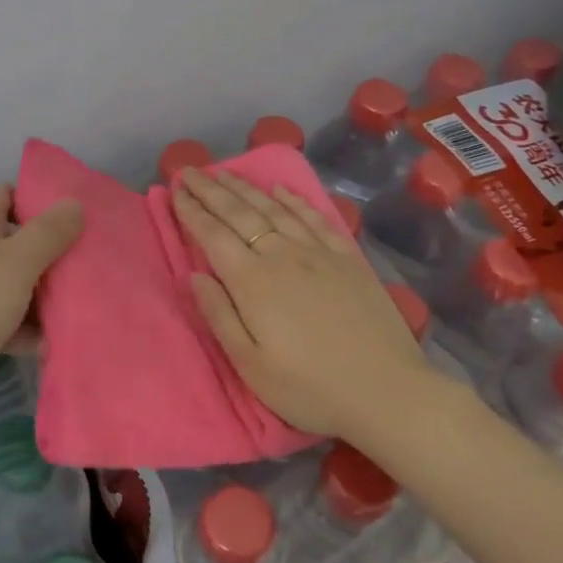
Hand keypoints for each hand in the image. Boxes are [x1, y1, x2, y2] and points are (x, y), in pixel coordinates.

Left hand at [0, 184, 81, 421]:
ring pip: (9, 287)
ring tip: (82, 312)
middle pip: (13, 244)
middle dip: (51, 258)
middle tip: (91, 271)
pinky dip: (22, 332)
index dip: (41, 203)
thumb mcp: (15, 262)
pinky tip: (51, 347)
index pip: (8, 195)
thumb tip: (73, 203)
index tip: (79, 221)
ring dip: (40, 300)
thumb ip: (48, 233)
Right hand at [172, 167, 442, 440]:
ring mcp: (318, 252)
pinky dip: (294, 199)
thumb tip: (195, 275)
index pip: (213, 235)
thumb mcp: (250, 364)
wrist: (387, 391)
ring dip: (245, 187)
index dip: (191, 210)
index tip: (174, 189)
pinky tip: (281, 188)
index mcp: (252, 281)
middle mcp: (282, 255)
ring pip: (274, 208)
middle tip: (189, 170)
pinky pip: (314, 217)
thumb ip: (219, 315)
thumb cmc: (309, 387)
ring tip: (223, 172)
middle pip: (239, 213)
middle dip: (210, 189)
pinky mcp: (347, 257)